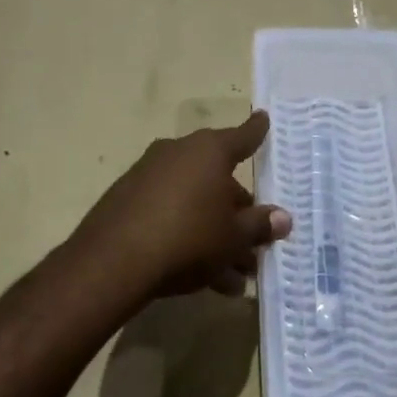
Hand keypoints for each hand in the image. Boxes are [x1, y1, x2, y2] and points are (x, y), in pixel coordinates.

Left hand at [71, 111, 291, 301]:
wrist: (113, 261)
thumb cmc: (188, 238)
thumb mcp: (233, 238)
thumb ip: (259, 226)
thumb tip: (283, 218)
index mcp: (208, 152)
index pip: (242, 137)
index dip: (256, 132)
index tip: (264, 118)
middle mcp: (178, 154)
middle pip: (218, 180)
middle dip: (238, 215)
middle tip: (255, 246)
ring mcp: (148, 175)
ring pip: (194, 203)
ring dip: (216, 236)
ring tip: (233, 278)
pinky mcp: (126, 201)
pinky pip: (169, 215)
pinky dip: (187, 238)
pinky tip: (203, 277)